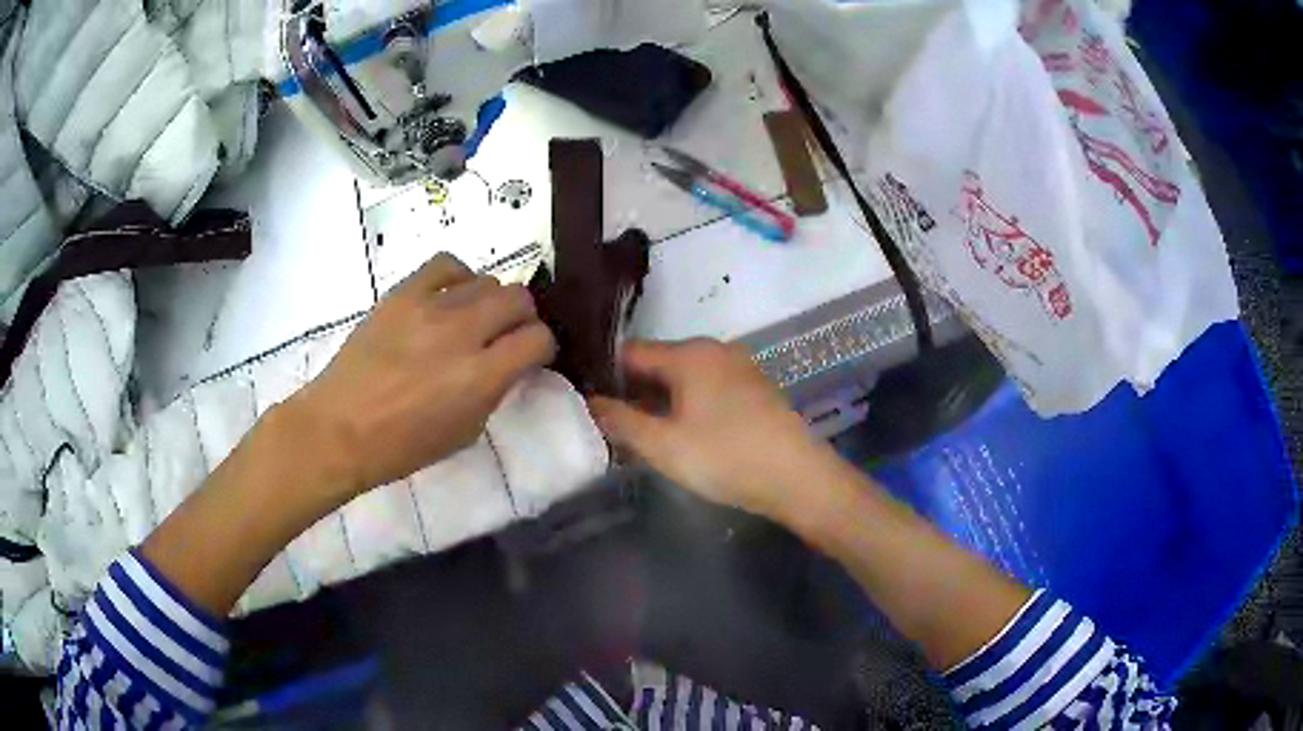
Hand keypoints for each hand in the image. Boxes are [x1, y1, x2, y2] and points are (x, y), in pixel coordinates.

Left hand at [286, 254, 555, 498]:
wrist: (340, 428)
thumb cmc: (402, 446)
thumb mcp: (464, 432)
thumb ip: (494, 391)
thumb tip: (507, 363)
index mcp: (480, 377)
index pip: (538, 338)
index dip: (541, 347)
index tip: (530, 357)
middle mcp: (462, 333)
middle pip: (519, 298)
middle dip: (522, 319)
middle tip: (504, 337)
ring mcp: (430, 306)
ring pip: (487, 280)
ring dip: (489, 302)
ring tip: (471, 321)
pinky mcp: (402, 292)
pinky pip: (446, 263)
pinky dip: (459, 277)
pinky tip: (450, 296)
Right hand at [590, 339, 842, 522]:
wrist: (798, 477)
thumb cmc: (726, 457)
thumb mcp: (663, 445)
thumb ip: (620, 421)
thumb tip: (590, 402)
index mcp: (689, 353)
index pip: (629, 352)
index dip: (603, 375)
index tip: (586, 402)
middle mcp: (714, 349)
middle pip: (657, 363)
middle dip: (632, 391)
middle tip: (611, 426)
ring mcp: (738, 367)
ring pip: (683, 377)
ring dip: (659, 401)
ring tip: (641, 435)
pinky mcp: (753, 388)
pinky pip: (706, 388)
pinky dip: (686, 405)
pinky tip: (681, 435)